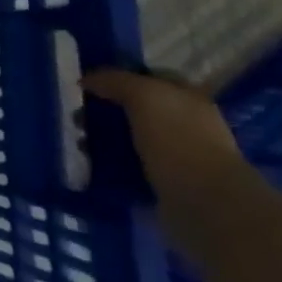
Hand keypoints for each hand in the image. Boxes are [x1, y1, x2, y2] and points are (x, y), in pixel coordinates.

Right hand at [82, 69, 244, 214]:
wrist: (205, 204)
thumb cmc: (178, 140)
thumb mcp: (144, 95)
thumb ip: (114, 80)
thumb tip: (86, 80)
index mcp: (188, 99)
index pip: (148, 77)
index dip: (119, 76)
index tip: (88, 84)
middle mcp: (186, 125)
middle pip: (136, 109)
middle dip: (105, 110)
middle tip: (76, 116)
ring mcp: (177, 157)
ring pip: (130, 138)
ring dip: (103, 140)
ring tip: (79, 144)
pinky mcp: (165, 185)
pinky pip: (129, 167)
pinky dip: (110, 166)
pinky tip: (91, 165)